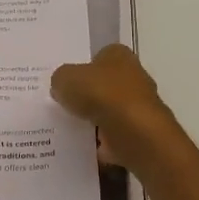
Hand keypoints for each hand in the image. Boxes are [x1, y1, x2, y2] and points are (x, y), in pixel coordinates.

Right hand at [51, 44, 183, 173]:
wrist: (133, 133)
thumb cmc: (101, 94)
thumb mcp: (65, 78)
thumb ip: (60, 79)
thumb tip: (61, 87)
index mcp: (119, 55)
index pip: (99, 56)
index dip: (82, 67)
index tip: (66, 82)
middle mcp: (134, 77)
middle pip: (104, 84)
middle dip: (87, 94)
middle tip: (63, 103)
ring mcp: (138, 106)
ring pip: (108, 111)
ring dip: (92, 119)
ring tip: (66, 126)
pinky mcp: (138, 132)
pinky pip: (111, 135)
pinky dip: (99, 141)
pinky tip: (80, 144)